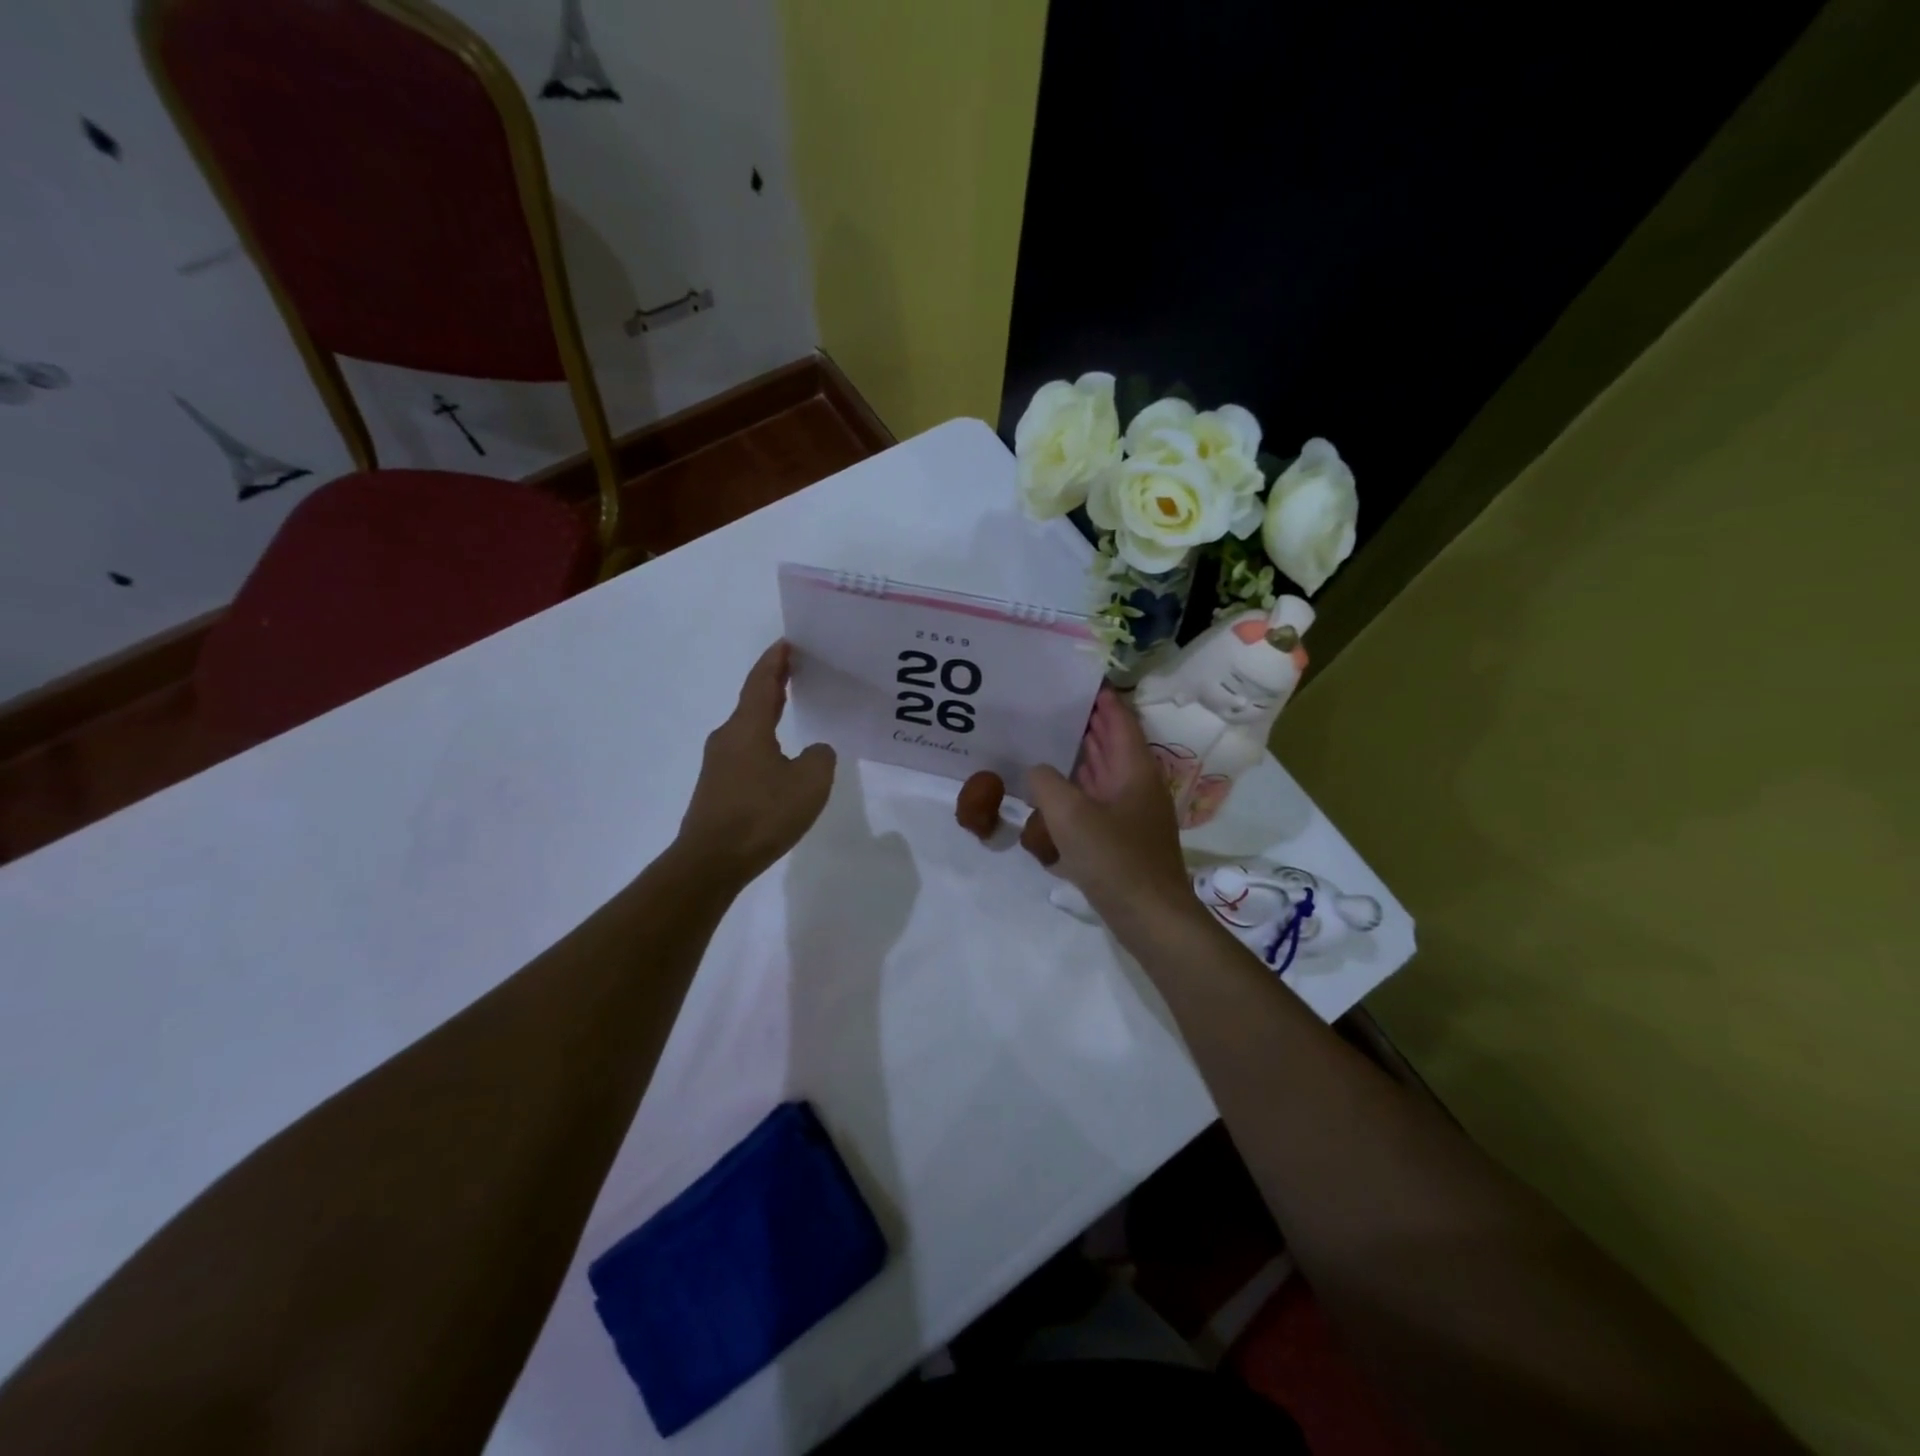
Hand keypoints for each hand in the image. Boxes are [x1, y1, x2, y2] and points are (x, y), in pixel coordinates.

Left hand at [676, 641, 835, 887]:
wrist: (711, 861)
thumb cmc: (762, 814)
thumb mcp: (810, 782)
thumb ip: (820, 757)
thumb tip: (814, 752)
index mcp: (748, 727)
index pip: (762, 682)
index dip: (776, 660)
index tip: (788, 642)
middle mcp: (728, 737)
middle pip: (753, 701)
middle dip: (775, 683)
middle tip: (798, 669)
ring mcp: (719, 764)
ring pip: (749, 729)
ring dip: (769, 715)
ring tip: (793, 710)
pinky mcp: (718, 788)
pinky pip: (746, 753)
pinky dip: (765, 743)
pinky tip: (781, 759)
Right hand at [1026, 688, 1195, 934]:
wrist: (1151, 918)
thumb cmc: (1115, 859)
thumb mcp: (1069, 815)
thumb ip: (1046, 783)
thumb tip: (1038, 771)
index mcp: (1134, 769)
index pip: (1120, 720)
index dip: (1102, 698)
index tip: (1079, 679)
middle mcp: (1138, 785)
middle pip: (1113, 744)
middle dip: (1087, 724)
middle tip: (1053, 705)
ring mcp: (1133, 813)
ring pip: (1105, 773)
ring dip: (1082, 756)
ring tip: (1048, 740)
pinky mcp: (1125, 838)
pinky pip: (1099, 801)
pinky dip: (1080, 789)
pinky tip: (1055, 793)